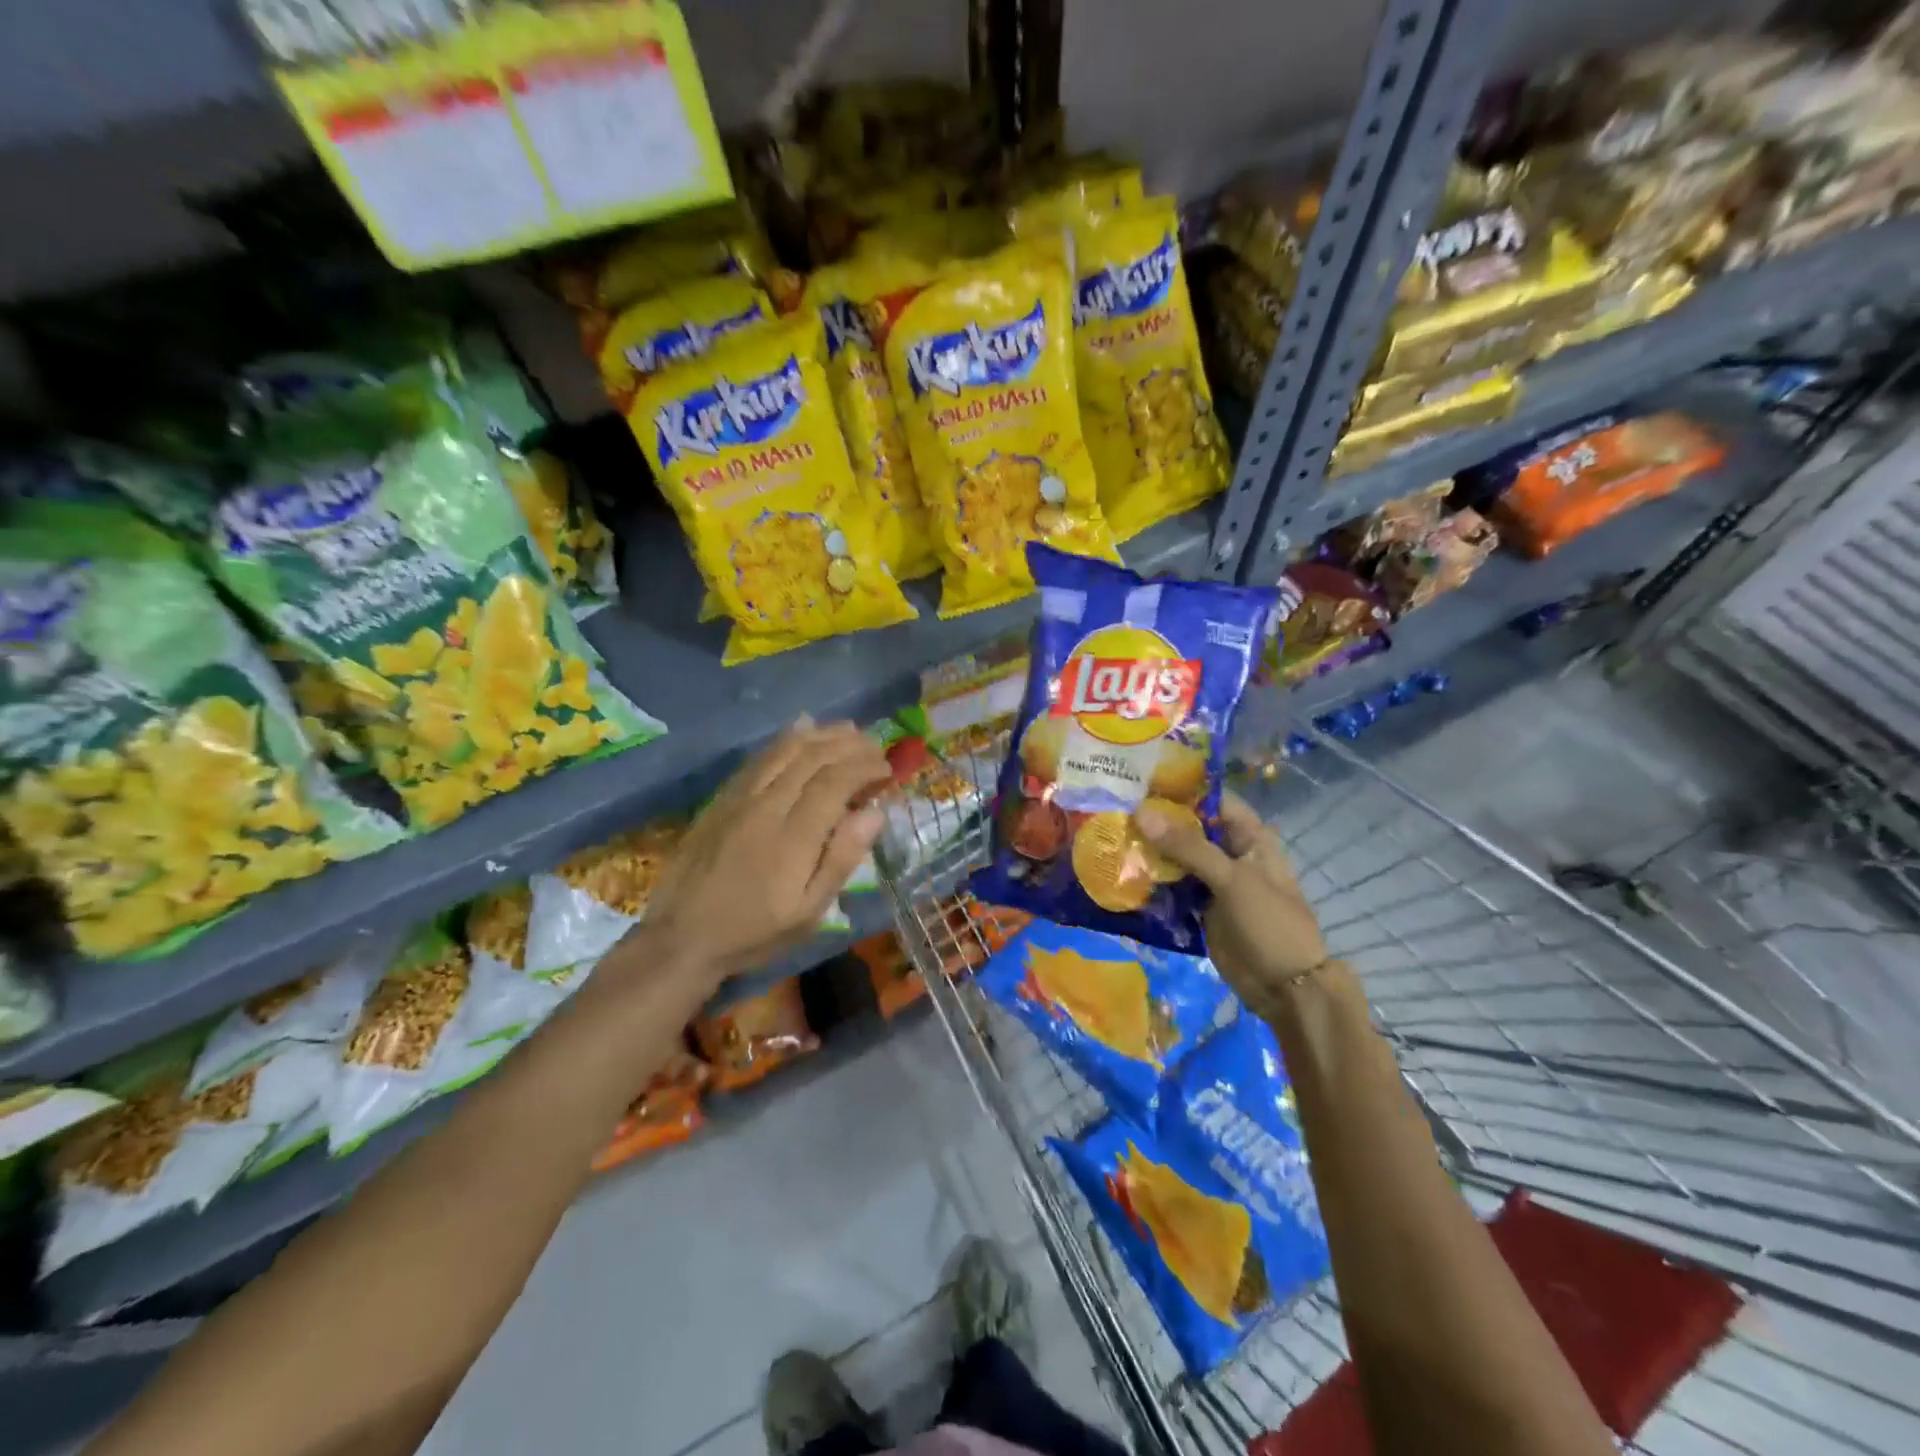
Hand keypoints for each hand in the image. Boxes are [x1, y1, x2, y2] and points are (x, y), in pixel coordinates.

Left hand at [641, 721, 888, 981]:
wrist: (681, 937)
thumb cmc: (754, 932)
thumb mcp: (808, 913)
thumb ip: (841, 860)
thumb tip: (875, 813)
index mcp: (794, 838)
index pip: (835, 782)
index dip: (865, 767)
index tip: (887, 769)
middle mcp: (767, 807)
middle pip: (813, 758)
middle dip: (849, 745)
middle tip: (875, 747)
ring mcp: (740, 798)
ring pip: (785, 750)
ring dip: (821, 734)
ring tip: (849, 730)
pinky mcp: (722, 797)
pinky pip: (758, 757)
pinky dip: (785, 738)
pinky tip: (802, 727)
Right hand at [1135, 791, 1330, 1016]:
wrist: (1285, 988)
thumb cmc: (1269, 923)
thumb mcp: (1232, 879)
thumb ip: (1188, 846)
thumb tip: (1140, 813)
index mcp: (1249, 837)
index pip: (1211, 800)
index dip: (1180, 789)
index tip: (1139, 781)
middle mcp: (1230, 853)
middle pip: (1189, 828)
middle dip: (1155, 821)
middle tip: (1113, 808)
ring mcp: (1213, 881)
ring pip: (1176, 857)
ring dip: (1149, 850)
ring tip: (1108, 835)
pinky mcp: (1198, 907)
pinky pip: (1171, 886)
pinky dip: (1151, 879)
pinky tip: (1120, 870)